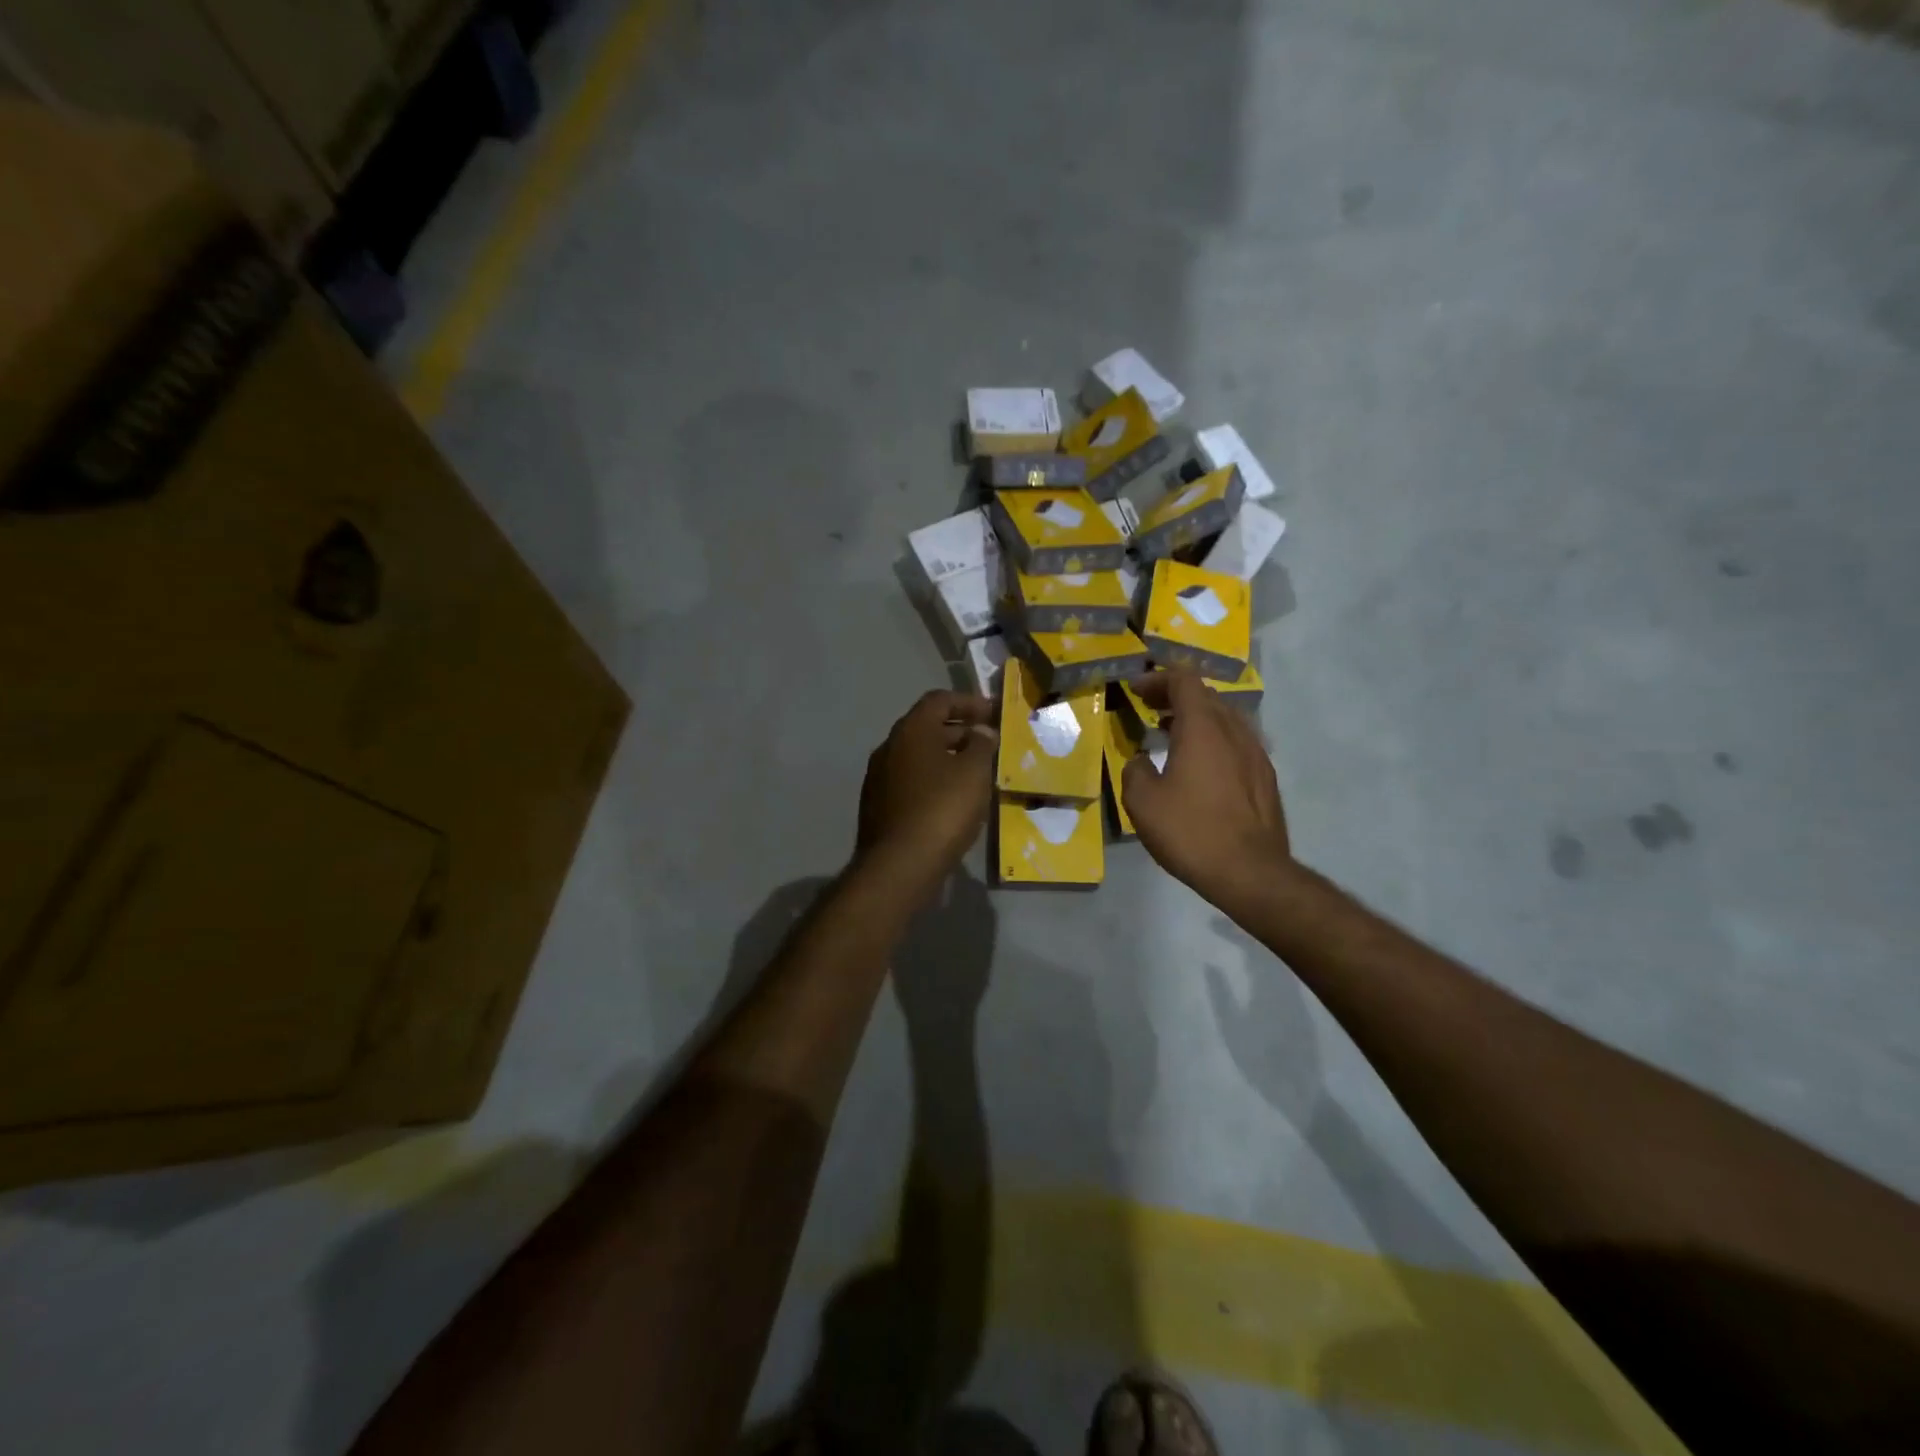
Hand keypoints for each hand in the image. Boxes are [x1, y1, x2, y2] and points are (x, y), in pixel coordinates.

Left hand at [855, 690, 997, 895]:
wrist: (900, 865)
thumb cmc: (942, 809)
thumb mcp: (974, 772)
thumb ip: (981, 745)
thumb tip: (981, 731)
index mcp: (911, 731)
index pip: (939, 700)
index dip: (969, 702)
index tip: (993, 714)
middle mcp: (889, 747)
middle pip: (927, 728)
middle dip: (960, 732)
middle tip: (989, 744)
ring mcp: (879, 778)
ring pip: (918, 757)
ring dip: (947, 758)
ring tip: (976, 773)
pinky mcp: (879, 806)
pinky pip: (911, 782)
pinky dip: (933, 781)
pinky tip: (953, 800)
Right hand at [1122, 670, 1292, 902]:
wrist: (1250, 872)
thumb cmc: (1190, 831)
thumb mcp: (1142, 802)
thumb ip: (1135, 770)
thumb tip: (1141, 760)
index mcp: (1203, 728)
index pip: (1184, 681)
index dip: (1158, 679)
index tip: (1136, 690)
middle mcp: (1234, 732)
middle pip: (1206, 696)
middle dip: (1175, 696)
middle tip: (1150, 710)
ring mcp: (1256, 754)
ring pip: (1225, 719)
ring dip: (1196, 719)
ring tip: (1171, 735)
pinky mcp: (1265, 778)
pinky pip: (1237, 743)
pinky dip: (1214, 740)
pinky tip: (1201, 766)